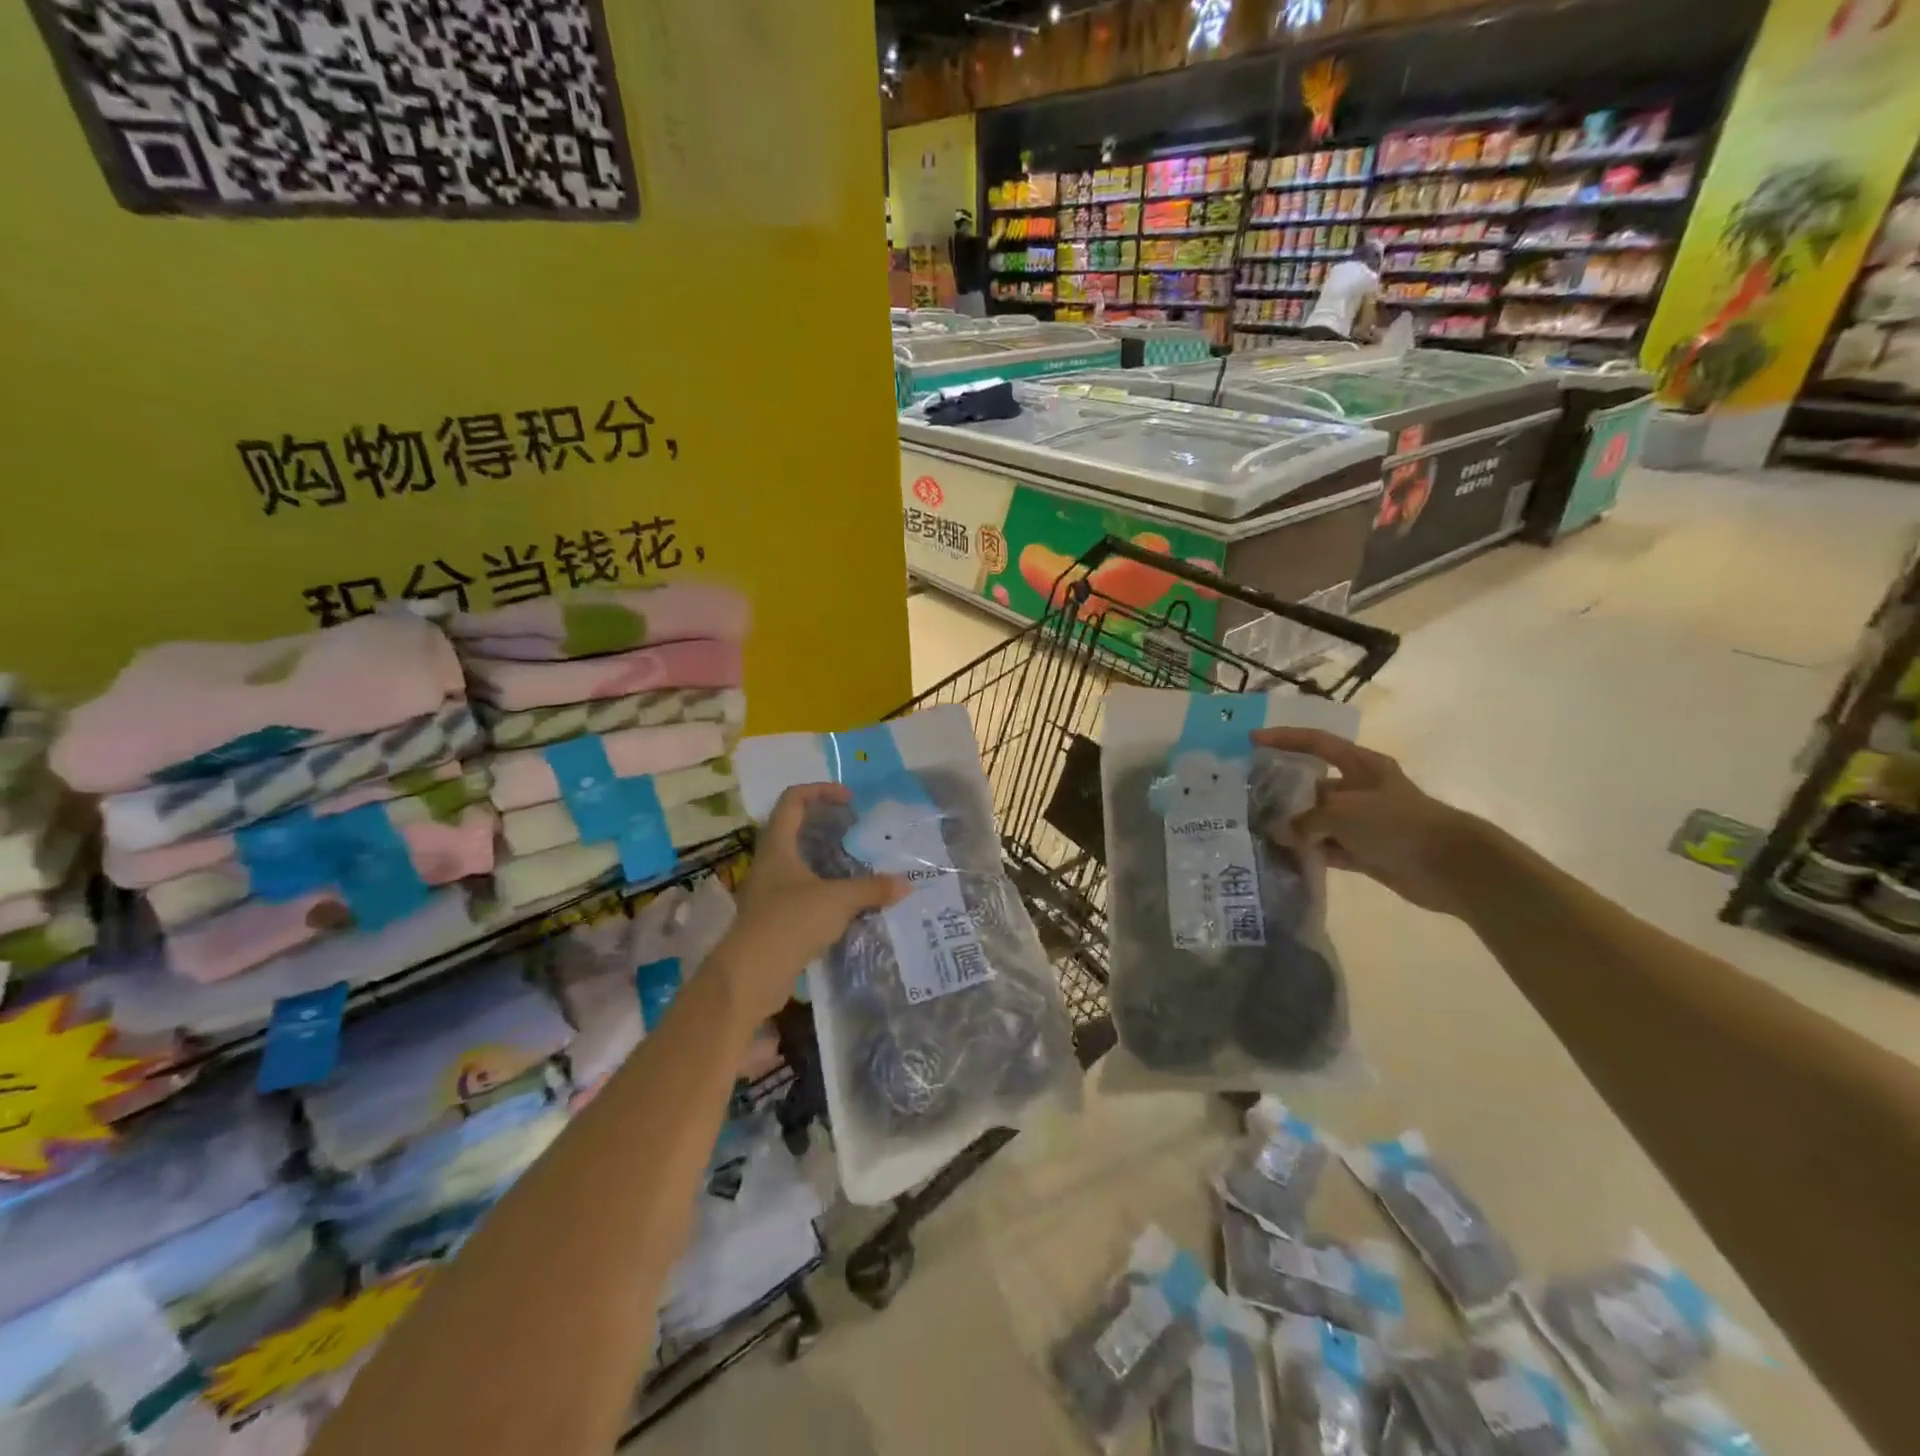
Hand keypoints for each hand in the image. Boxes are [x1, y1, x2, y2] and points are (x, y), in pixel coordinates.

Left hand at [713, 784, 907, 1021]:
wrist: (751, 976)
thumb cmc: (790, 922)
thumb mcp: (838, 901)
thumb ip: (872, 889)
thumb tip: (906, 884)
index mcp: (778, 846)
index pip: (793, 800)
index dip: (820, 791)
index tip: (849, 800)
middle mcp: (769, 863)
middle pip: (794, 829)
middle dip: (825, 825)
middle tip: (855, 831)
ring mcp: (768, 891)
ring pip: (798, 863)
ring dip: (826, 860)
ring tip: (856, 866)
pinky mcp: (774, 918)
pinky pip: (801, 892)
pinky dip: (824, 890)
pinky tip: (846, 903)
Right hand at [1250, 727, 1490, 916]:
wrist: (1449, 866)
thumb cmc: (1396, 823)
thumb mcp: (1343, 812)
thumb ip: (1305, 820)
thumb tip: (1281, 833)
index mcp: (1361, 765)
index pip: (1316, 743)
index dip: (1284, 738)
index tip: (1252, 740)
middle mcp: (1360, 789)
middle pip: (1313, 784)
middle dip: (1283, 791)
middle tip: (1248, 797)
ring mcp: (1363, 822)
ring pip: (1318, 819)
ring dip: (1294, 827)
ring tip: (1258, 831)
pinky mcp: (1366, 851)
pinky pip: (1329, 848)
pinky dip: (1309, 852)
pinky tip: (1283, 856)